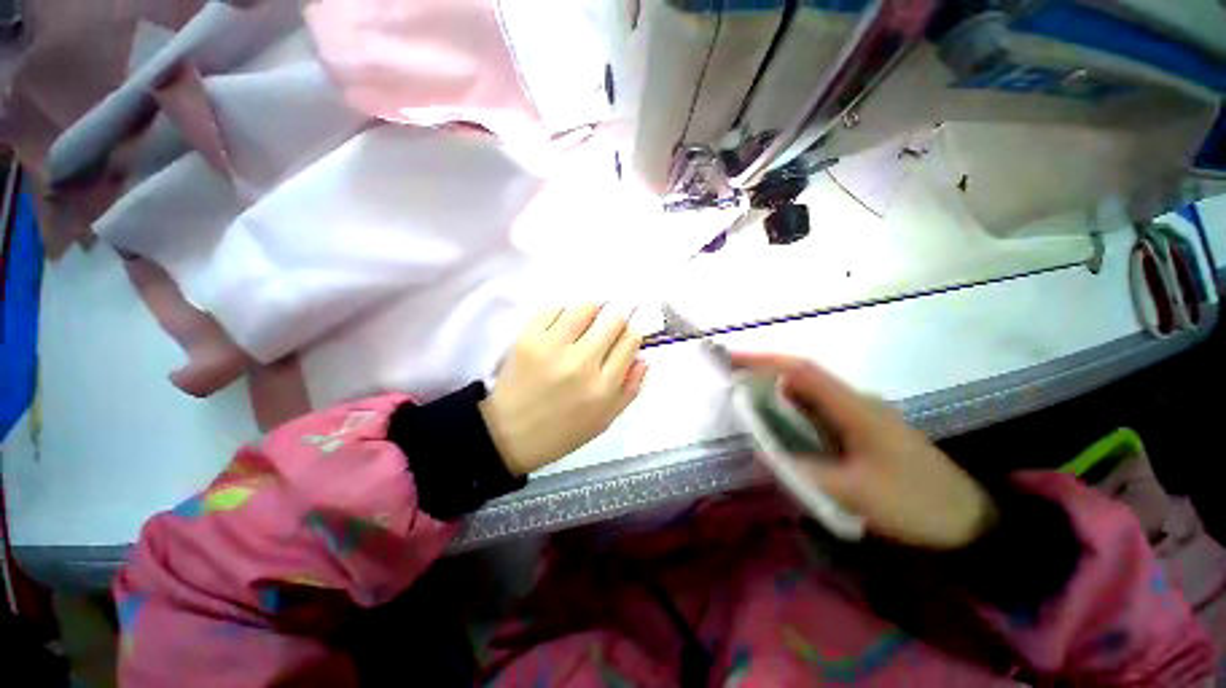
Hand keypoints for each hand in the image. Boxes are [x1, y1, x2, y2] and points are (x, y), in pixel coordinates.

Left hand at [480, 304, 647, 475]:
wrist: (510, 434)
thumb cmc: (563, 430)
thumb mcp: (605, 419)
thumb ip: (630, 388)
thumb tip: (644, 357)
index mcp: (603, 386)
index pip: (630, 340)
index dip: (635, 327)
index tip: (632, 323)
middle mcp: (582, 362)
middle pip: (613, 318)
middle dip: (618, 315)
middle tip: (610, 321)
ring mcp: (553, 348)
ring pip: (585, 307)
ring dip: (592, 310)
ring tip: (587, 321)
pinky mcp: (528, 338)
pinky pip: (553, 308)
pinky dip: (563, 312)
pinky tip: (562, 324)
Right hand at [731, 353, 995, 548]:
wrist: (971, 524)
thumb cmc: (916, 504)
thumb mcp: (855, 493)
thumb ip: (802, 471)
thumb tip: (760, 453)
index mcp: (855, 407)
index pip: (801, 371)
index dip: (763, 361)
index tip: (729, 359)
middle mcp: (854, 403)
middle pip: (801, 379)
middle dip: (763, 376)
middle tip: (729, 386)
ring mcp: (859, 416)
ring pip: (808, 398)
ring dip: (776, 397)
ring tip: (746, 408)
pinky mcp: (861, 432)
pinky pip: (817, 416)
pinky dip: (792, 417)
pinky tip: (781, 432)